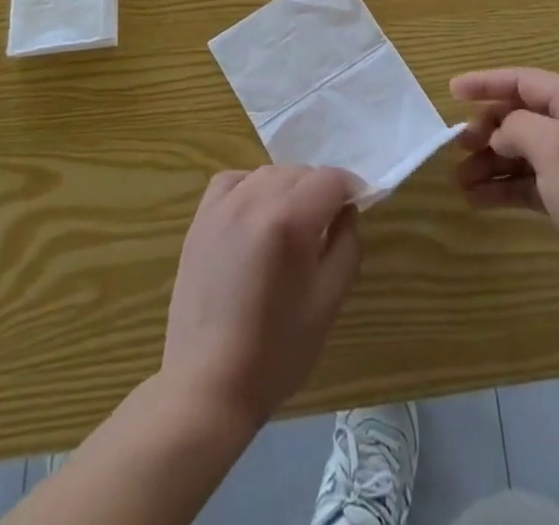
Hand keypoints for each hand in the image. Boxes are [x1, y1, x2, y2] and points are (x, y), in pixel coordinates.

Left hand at [161, 166, 361, 429]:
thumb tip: (347, 211)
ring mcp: (223, 207)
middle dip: (321, 190)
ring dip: (288, 188)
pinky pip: (233, 181)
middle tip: (328, 224)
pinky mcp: (200, 219)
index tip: (358, 207)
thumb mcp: (329, 302)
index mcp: (290, 221)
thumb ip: (347, 246)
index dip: (351, 188)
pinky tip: (256, 215)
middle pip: (300, 173)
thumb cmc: (276, 351)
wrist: (208, 385)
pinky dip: (251, 187)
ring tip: (293, 223)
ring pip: (268, 173)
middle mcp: (255, 200)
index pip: (331, 179)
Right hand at [452, 67, 558, 331]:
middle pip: (521, 115)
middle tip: (458, 145)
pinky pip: (529, 183)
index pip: (524, 81)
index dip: (487, 83)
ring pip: (522, 152)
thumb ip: (518, 127)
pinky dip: (504, 187)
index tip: (452, 91)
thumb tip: (501, 133)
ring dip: (490, 162)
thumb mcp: (554, 148)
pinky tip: (477, 199)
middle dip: (487, 128)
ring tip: (460, 179)